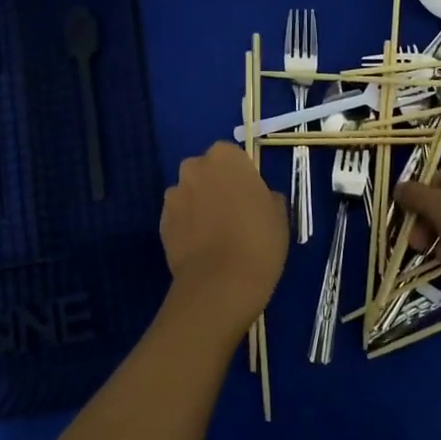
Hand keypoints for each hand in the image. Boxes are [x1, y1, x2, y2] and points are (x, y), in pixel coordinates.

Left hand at [159, 142, 288, 325]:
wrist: (221, 283)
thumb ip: (267, 196)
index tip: (251, 197)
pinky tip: (203, 249)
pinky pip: (179, 218)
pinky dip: (188, 227)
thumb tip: (260, 198)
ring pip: (190, 194)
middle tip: (235, 214)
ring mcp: (173, 196)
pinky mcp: (161, 223)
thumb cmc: (259, 239)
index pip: (232, 156)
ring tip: (217, 236)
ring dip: (200, 206)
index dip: (242, 176)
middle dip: (216, 186)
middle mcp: (194, 168)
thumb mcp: (279, 213)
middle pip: (206, 171)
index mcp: (225, 157)